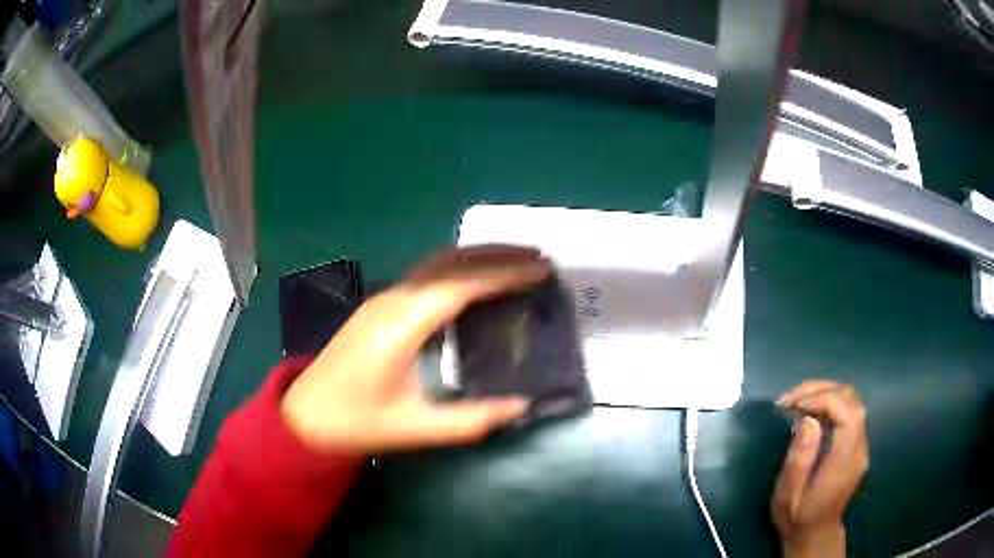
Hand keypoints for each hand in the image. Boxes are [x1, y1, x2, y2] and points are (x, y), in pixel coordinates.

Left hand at [280, 245, 551, 453]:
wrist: (304, 415)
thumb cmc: (356, 422)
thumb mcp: (415, 428)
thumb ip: (471, 419)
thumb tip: (521, 405)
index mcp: (401, 326)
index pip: (461, 285)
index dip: (504, 274)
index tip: (541, 270)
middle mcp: (392, 300)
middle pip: (450, 261)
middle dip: (496, 254)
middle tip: (537, 258)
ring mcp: (382, 299)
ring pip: (436, 262)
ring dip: (477, 257)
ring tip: (515, 263)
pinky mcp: (378, 306)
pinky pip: (425, 274)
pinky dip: (458, 269)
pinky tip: (475, 284)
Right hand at [771, 381, 868, 557]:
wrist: (814, 534)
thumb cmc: (797, 518)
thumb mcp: (788, 495)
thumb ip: (799, 458)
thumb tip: (808, 419)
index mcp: (845, 460)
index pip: (847, 412)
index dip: (823, 398)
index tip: (795, 405)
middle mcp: (859, 447)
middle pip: (852, 400)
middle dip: (822, 389)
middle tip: (791, 399)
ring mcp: (861, 445)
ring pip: (852, 401)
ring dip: (825, 393)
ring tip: (798, 402)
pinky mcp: (856, 445)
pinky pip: (848, 412)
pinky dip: (830, 404)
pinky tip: (810, 413)